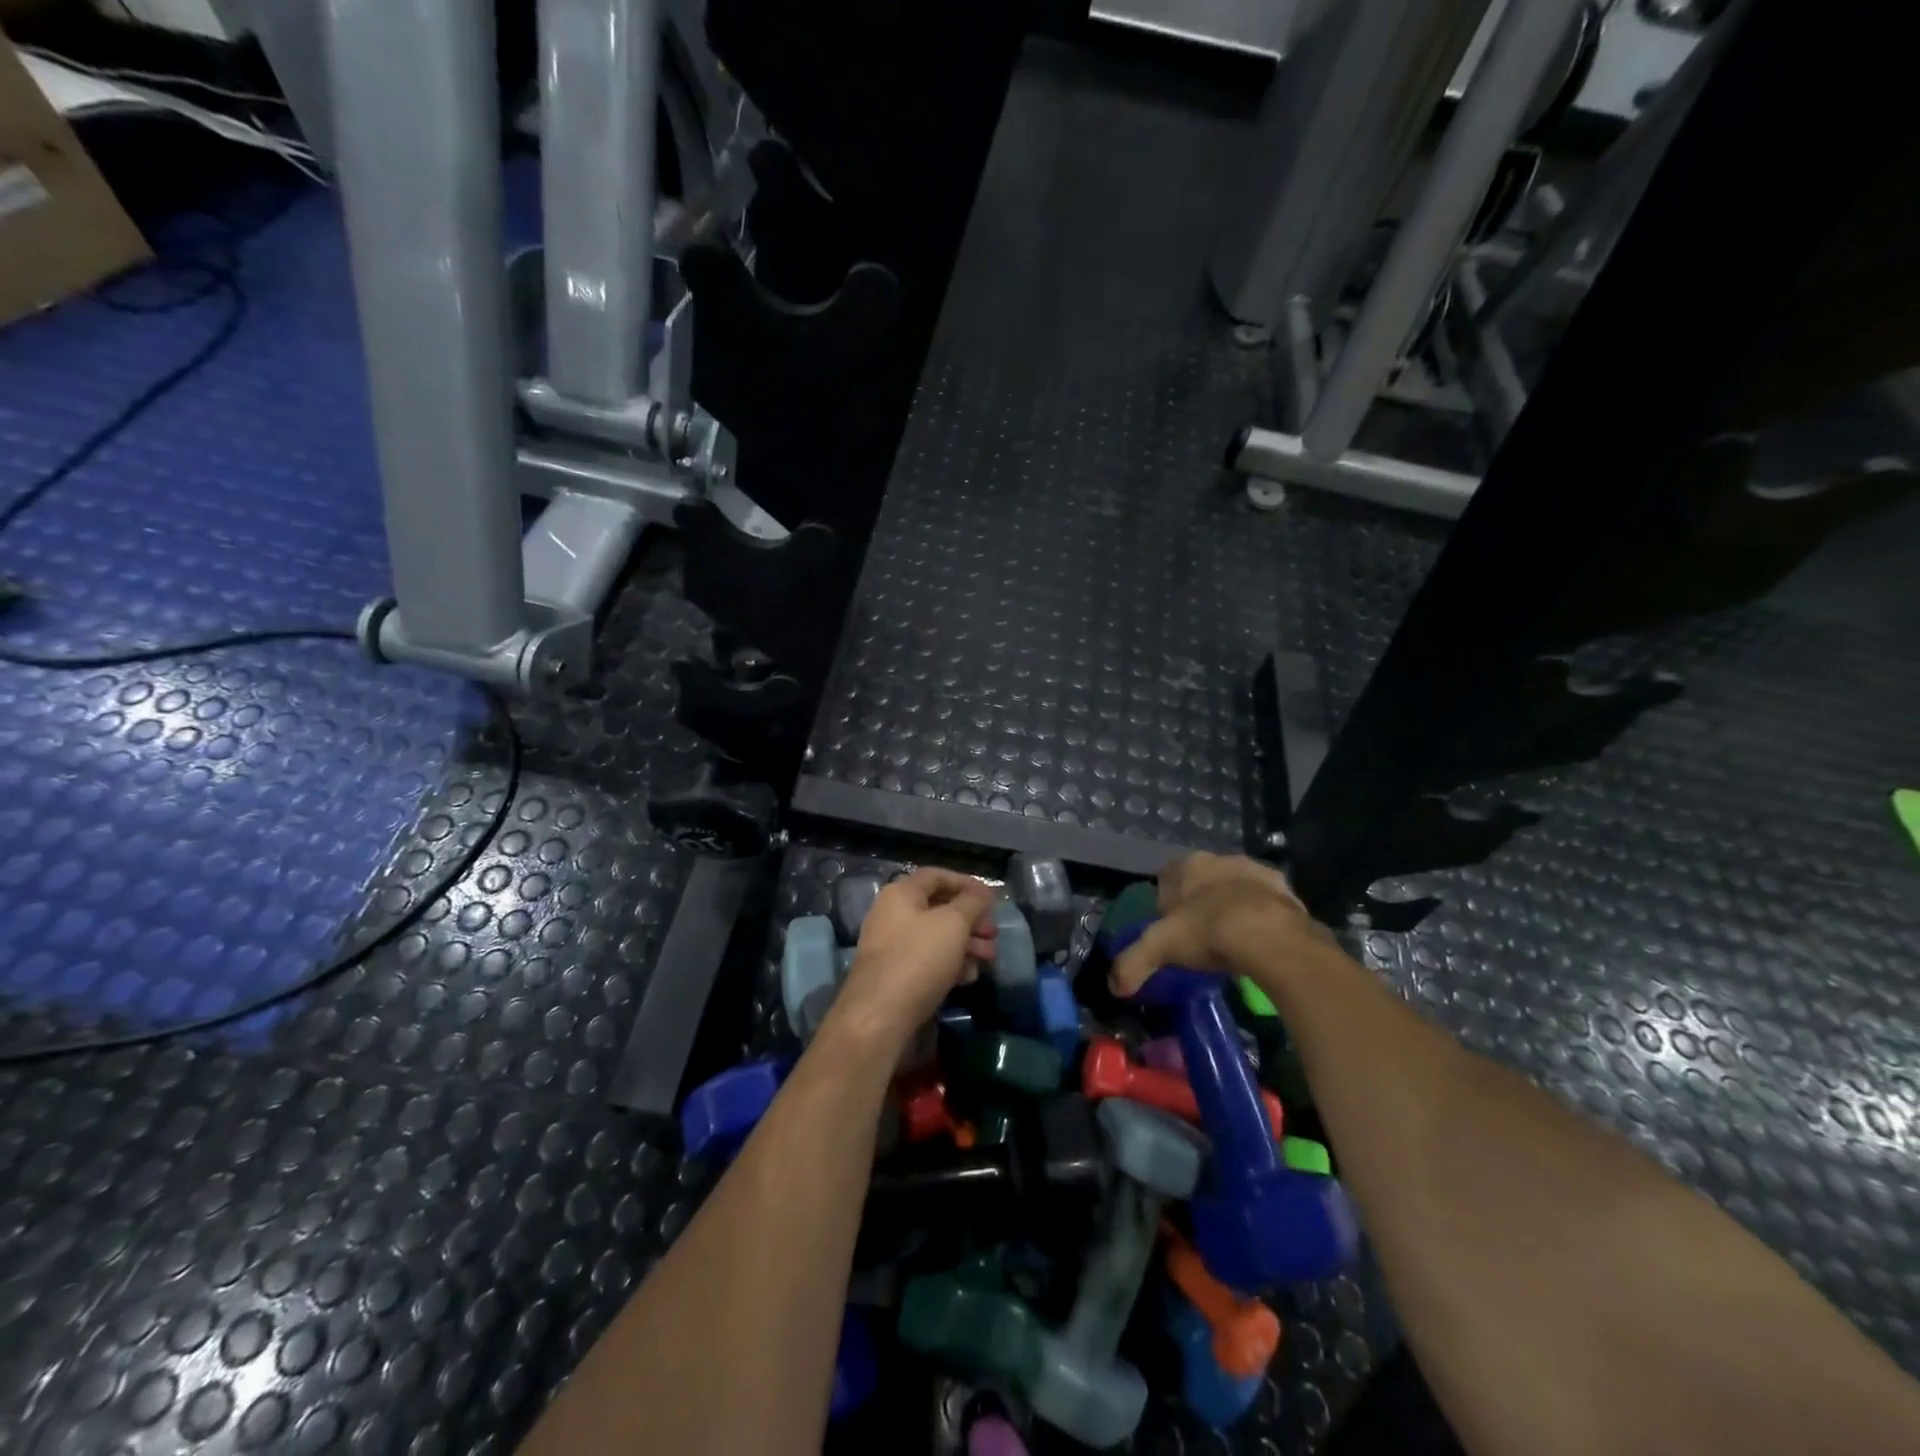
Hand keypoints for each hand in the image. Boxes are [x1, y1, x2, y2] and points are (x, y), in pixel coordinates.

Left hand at [833, 868, 996, 1047]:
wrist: (879, 1017)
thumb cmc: (918, 959)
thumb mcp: (953, 924)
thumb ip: (972, 902)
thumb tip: (982, 891)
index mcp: (901, 894)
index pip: (937, 876)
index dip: (966, 883)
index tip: (991, 899)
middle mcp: (892, 915)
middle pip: (939, 908)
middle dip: (971, 919)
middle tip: (993, 934)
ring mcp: (892, 946)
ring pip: (936, 936)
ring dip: (966, 943)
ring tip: (988, 958)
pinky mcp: (896, 975)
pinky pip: (928, 960)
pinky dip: (950, 963)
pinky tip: (969, 977)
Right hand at [1110, 852, 1333, 997]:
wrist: (1270, 937)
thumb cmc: (1207, 932)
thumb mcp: (1160, 948)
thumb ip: (1132, 963)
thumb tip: (1114, 986)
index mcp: (1189, 865)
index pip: (1168, 878)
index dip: (1167, 903)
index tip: (1171, 929)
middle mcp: (1222, 859)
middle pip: (1204, 881)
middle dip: (1201, 903)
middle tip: (1201, 938)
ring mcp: (1257, 872)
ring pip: (1237, 889)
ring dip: (1233, 908)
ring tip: (1232, 943)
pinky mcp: (1288, 891)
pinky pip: (1268, 905)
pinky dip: (1262, 919)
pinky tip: (1260, 944)